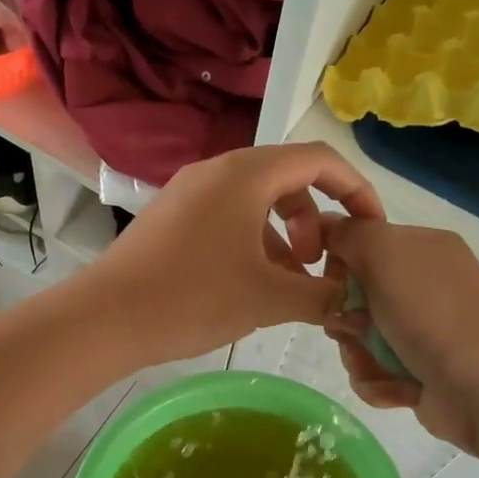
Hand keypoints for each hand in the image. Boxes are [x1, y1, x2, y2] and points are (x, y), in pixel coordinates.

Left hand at [88, 142, 383, 362]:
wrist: (106, 318)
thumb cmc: (194, 298)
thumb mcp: (268, 299)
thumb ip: (321, 296)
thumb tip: (353, 302)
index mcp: (247, 174)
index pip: (319, 160)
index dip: (355, 190)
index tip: (371, 229)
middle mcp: (217, 170)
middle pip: (287, 179)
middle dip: (314, 220)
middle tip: (318, 265)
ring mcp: (189, 192)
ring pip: (255, 201)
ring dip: (282, 235)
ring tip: (286, 283)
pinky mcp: (170, 216)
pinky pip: (226, 216)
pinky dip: (251, 241)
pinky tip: (248, 285)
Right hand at [321, 218, 478, 453]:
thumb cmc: (431, 312)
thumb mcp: (384, 253)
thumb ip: (348, 233)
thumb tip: (324, 225)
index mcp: (422, 249)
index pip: (363, 244)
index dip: (339, 263)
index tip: (330, 282)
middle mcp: (425, 287)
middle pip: (355, 297)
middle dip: (346, 318)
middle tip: (355, 329)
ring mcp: (424, 331)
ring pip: (360, 339)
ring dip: (359, 356)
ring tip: (379, 365)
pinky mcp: (421, 372)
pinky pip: (375, 372)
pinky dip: (379, 382)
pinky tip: (399, 388)